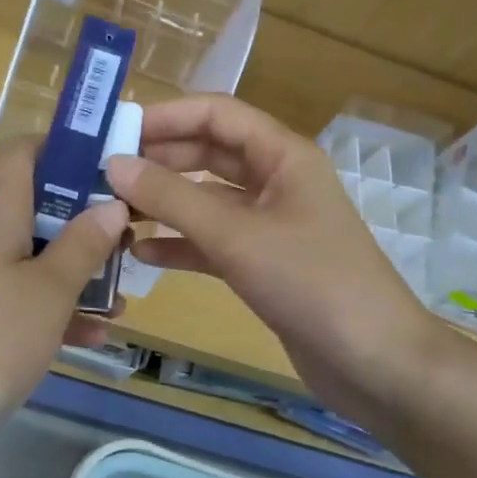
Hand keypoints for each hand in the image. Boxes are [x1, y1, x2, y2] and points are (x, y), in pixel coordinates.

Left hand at [0, 137, 128, 424]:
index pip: (24, 151)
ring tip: (123, 295)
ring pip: (36, 255)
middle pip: (38, 204)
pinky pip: (22, 298)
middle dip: (88, 219)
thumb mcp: (49, 290)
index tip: (113, 167)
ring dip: (79, 270)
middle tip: (132, 237)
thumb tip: (111, 202)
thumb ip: (84, 244)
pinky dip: (56, 309)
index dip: (66, 148)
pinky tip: (94, 336)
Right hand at [105, 95, 445, 422]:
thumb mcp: (237, 236)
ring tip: (111, 211)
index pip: (217, 114)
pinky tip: (142, 252)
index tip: (114, 131)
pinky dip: (181, 243)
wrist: (374, 363)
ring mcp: (271, 224)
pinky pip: (214, 241)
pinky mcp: (265, 264)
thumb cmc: (311, 283)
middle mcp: (277, 181)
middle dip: (159, 159)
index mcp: (283, 156)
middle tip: (102, 173)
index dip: (166, 116)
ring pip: (208, 200)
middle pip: (209, 153)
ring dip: (165, 202)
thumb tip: (113, 163)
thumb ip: (173, 198)